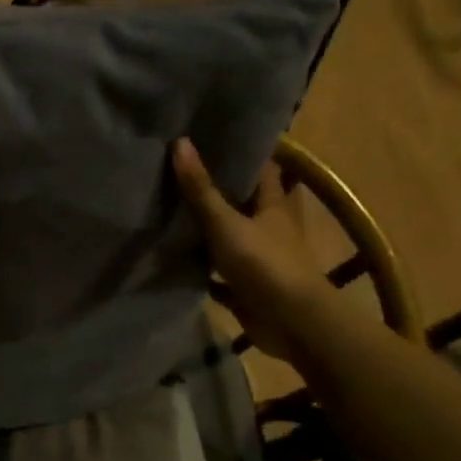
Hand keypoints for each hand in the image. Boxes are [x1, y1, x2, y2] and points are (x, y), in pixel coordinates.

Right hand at [172, 138, 330, 361]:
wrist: (292, 323)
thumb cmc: (264, 263)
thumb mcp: (226, 222)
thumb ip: (201, 188)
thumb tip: (180, 142)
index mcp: (273, 204)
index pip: (260, 168)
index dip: (239, 152)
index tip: (209, 137)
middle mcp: (268, 227)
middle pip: (241, 201)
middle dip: (214, 189)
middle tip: (177, 170)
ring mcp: (258, 258)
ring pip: (228, 236)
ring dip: (205, 228)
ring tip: (167, 208)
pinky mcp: (246, 286)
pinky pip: (218, 273)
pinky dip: (200, 267)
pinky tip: (173, 259)